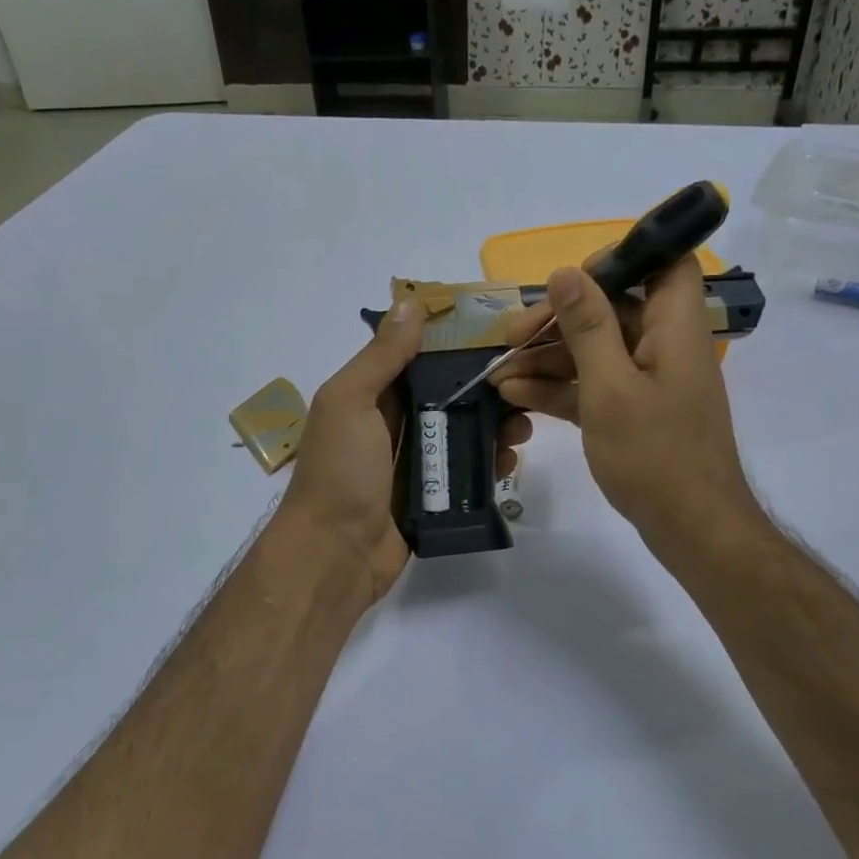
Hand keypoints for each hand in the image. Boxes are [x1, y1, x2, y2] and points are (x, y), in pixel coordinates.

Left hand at [278, 301, 531, 602]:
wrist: (334, 554)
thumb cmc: (340, 471)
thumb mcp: (350, 402)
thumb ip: (381, 357)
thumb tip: (409, 303)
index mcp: (372, 395)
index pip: (420, 358)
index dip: (456, 344)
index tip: (500, 332)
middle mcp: (394, 424)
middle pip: (449, 395)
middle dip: (486, 387)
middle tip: (524, 384)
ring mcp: (415, 462)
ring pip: (463, 433)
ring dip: (495, 426)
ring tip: (524, 426)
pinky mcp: (433, 496)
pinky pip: (467, 472)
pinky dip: (490, 464)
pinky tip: (510, 460)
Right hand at [493, 257, 758, 561]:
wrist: (691, 528)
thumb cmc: (654, 454)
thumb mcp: (610, 387)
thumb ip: (588, 327)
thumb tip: (566, 272)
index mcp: (674, 328)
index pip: (665, 263)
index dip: (622, 259)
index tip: (571, 280)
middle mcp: (665, 346)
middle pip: (614, 310)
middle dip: (560, 320)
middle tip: (512, 337)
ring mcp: (649, 382)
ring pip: (596, 351)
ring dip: (548, 358)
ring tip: (498, 371)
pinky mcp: (634, 412)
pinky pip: (594, 386)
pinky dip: (559, 388)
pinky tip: (515, 395)